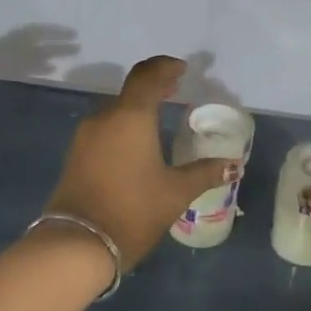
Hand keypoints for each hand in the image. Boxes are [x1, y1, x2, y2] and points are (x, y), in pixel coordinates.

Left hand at [44, 56, 234, 269]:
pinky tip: (137, 142)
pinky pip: (104, 128)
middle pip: (130, 90)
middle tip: (175, 89)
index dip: (165, 67)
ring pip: (115, 110)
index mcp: (130, 117)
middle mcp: (104, 118)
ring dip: (137, 107)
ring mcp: (85, 136)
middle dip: (153, 87)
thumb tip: (233, 166)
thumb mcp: (176, 192)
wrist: (79, 243)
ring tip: (159, 116)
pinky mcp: (76, 155)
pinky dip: (123, 124)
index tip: (182, 69)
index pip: (147, 76)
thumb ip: (205, 173)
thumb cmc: (133, 210)